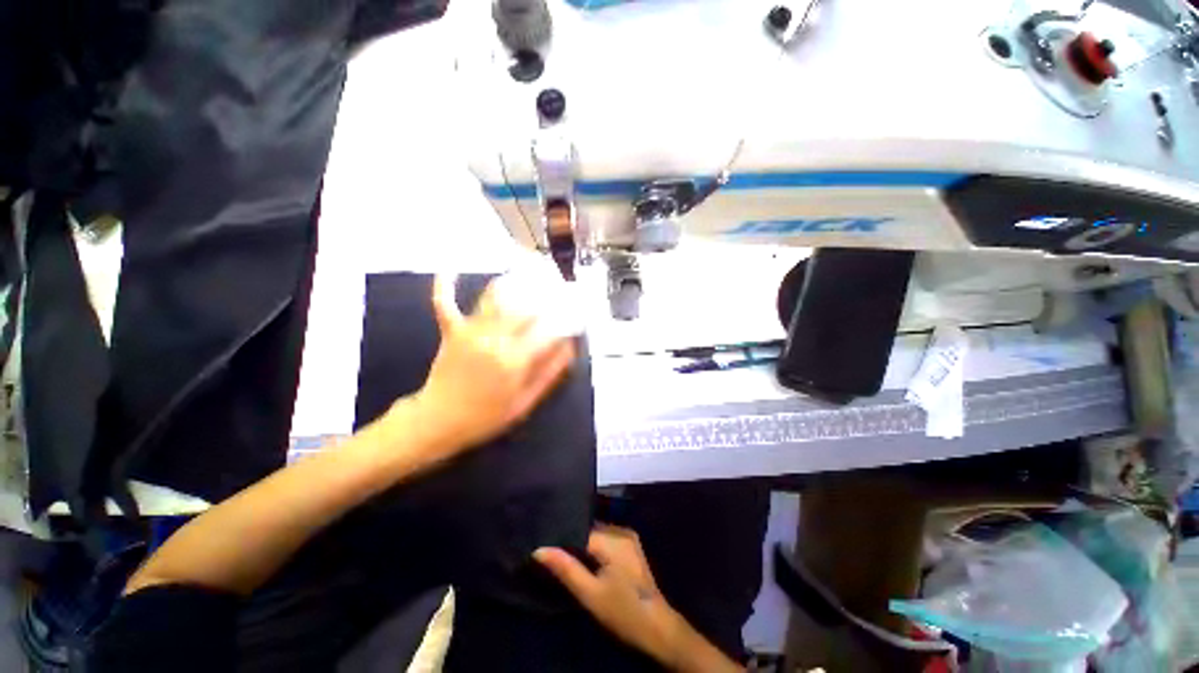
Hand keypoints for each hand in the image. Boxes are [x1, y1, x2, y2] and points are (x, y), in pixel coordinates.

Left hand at [408, 274, 576, 455]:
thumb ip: (549, 373)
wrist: (440, 422)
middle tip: (556, 285)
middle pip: (524, 306)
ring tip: (526, 270)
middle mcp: (495, 340)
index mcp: (516, 360)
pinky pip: (445, 302)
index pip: (548, 329)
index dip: (565, 318)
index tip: (575, 311)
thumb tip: (570, 347)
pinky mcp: (451, 331)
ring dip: (511, 282)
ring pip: (494, 298)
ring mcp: (471, 332)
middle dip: (544, 293)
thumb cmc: (486, 416)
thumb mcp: (525, 402)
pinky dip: (445, 285)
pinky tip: (451, 269)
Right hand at [535, 527, 741, 671]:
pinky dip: (594, 547)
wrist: (657, 627)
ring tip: (563, 556)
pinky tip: (584, 560)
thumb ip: (565, 568)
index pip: (580, 529)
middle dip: (571, 540)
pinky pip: (605, 539)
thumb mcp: (589, 594)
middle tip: (550, 553)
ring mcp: (628, 537)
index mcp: (614, 538)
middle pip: (589, 529)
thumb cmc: (622, 612)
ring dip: (582, 544)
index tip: (543, 545)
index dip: (562, 538)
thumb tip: (539, 549)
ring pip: (596, 534)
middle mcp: (622, 530)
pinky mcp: (630, 546)